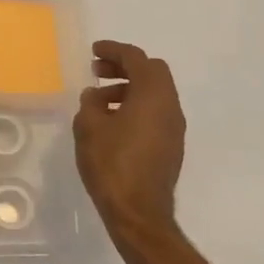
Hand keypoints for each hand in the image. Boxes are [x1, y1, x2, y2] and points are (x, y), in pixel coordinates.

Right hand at [73, 40, 184, 238]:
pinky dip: (135, 107)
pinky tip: (112, 123)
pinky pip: (155, 113)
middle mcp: (170, 106)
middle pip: (152, 72)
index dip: (114, 50)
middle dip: (124, 67)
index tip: (94, 50)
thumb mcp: (89, 127)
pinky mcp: (171, 147)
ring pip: (154, 94)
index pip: (136, 58)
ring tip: (99, 101)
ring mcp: (174, 128)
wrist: (139, 214)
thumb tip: (96, 96)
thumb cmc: (112, 164)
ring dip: (129, 88)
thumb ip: (91, 103)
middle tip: (97, 71)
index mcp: (153, 95)